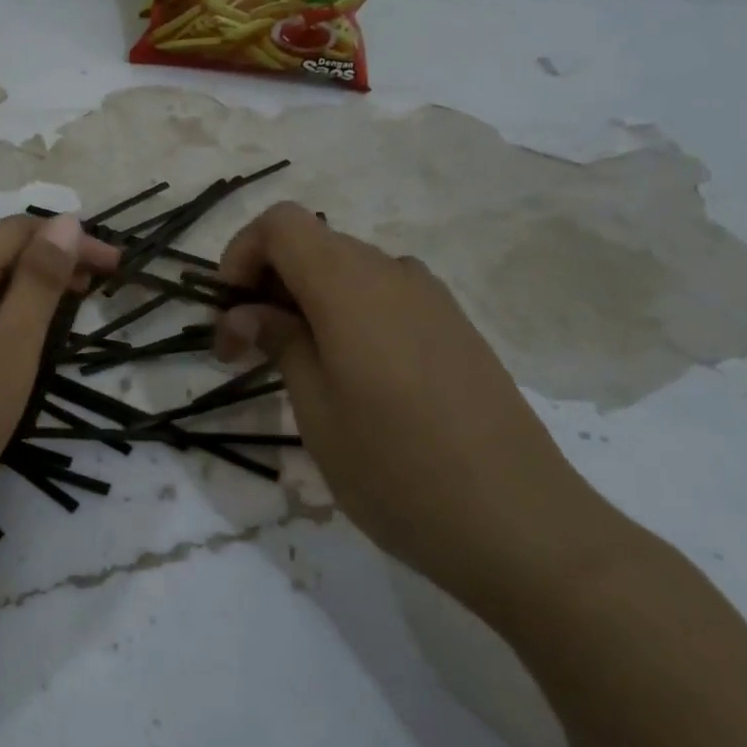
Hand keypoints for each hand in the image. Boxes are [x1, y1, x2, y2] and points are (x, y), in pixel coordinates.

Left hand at [0, 214, 117, 542]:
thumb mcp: (9, 349)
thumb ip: (38, 282)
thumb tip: (65, 222)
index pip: (16, 230)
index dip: (69, 240)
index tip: (115, 266)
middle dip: (44, 257)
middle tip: (91, 287)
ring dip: (18, 285)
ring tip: (59, 312)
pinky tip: (8, 340)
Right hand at [213, 203, 628, 619]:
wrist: (519, 523)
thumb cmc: (396, 468)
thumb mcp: (316, 409)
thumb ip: (279, 342)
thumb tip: (245, 312)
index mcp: (351, 285)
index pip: (281, 224)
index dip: (241, 254)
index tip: (227, 314)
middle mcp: (394, 274)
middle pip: (313, 245)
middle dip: (265, 284)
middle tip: (245, 351)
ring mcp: (432, 300)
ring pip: (347, 272)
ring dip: (304, 302)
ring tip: (293, 367)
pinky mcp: (454, 329)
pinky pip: (383, 298)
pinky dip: (344, 315)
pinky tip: (348, 376)